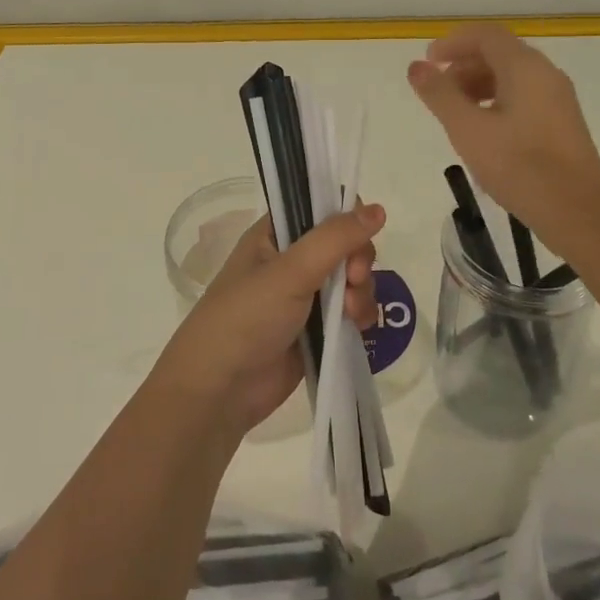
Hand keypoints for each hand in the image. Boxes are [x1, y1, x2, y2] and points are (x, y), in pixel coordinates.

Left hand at [157, 203, 385, 434]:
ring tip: (351, 314)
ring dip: (361, 291)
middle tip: (353, 280)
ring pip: (351, 278)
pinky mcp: (315, 330)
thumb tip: (379, 209)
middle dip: (358, 261)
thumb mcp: (290, 272)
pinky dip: (359, 315)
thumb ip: (336, 239)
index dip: (346, 218)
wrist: (219, 392)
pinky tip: (356, 327)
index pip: (321, 207)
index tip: (355, 239)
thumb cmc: (246, 319)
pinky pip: (350, 310)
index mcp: (274, 235)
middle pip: (344, 243)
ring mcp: (304, 296)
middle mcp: (291, 259)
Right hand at [408, 24, 599, 254]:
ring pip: (512, 77)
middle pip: (500, 53)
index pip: (486, 35)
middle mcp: (546, 74)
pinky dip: (497, 101)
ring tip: (456, 114)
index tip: (428, 62)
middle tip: (438, 92)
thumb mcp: (468, 130)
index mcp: (525, 68)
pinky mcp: (562, 123)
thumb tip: (417, 66)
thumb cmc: (519, 166)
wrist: (578, 212)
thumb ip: (440, 95)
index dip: (453, 42)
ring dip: (479, 84)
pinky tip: (484, 132)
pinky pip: (524, 97)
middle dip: (464, 65)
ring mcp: (558, 99)